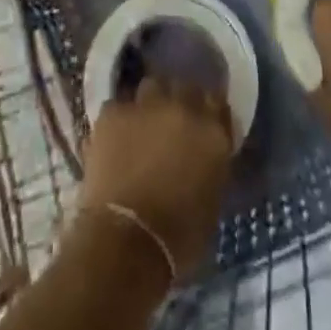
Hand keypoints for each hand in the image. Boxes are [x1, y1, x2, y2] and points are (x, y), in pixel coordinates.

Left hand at [79, 77, 232, 277]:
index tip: (203, 123)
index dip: (209, 112)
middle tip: (171, 125)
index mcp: (213, 132)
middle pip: (185, 88)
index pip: (217, 102)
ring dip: (150, 103)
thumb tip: (203, 157)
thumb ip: (211, 165)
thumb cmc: (178, 238)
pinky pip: (118, 106)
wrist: (126, 242)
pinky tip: (114, 139)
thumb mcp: (211, 202)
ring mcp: (146, 105)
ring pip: (151, 87)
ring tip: (142, 126)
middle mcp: (183, 107)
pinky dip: (118, 120)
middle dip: (179, 102)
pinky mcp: (113, 112)